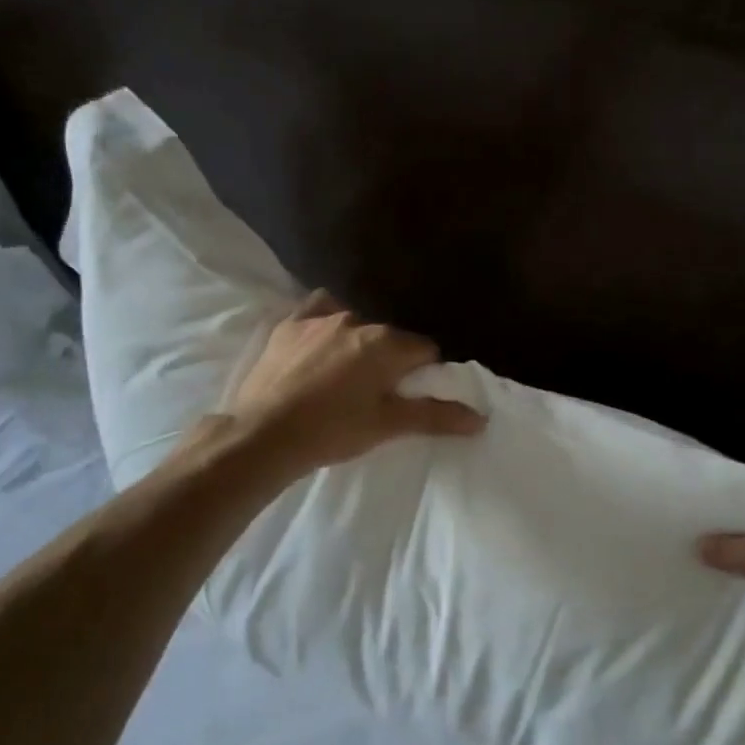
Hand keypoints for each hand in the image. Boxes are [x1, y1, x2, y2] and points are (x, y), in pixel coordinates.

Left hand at [221, 292, 485, 472]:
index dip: (423, 373)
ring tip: (344, 376)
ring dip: (358, 343)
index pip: (424, 350)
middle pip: (390, 337)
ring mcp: (319, 319)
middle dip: (390, 359)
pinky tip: (320, 343)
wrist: (264, 434)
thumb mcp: (388, 425)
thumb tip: (480, 418)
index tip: (409, 395)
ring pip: (355, 324)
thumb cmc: (333, 430)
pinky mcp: (289, 325)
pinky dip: (326, 322)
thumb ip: (435, 416)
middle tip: (376, 393)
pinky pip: (317, 311)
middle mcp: (357, 321)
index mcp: (385, 344)